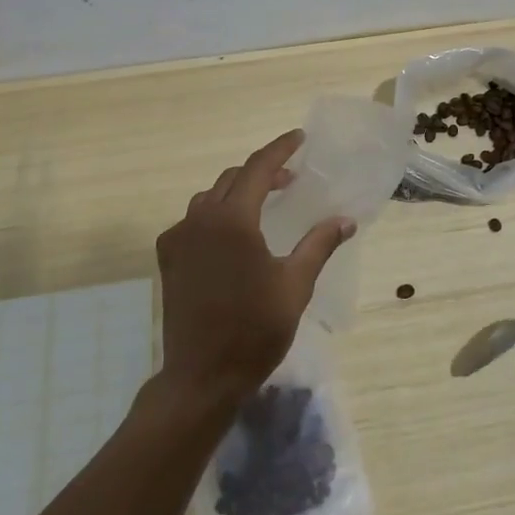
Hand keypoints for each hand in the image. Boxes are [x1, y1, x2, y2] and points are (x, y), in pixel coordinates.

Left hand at [154, 130, 353, 409]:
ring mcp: (178, 238)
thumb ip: (319, 244)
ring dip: (238, 191)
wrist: (201, 376)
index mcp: (233, 220)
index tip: (300, 138)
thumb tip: (346, 220)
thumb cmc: (254, 329)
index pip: (258, 168)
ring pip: (210, 197)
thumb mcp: (295, 285)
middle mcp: (200, 219)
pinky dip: (216, 214)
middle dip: (262, 171)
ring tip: (264, 203)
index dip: (280, 149)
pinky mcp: (168, 258)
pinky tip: (233, 235)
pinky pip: (194, 220)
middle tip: (290, 178)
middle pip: (233, 178)